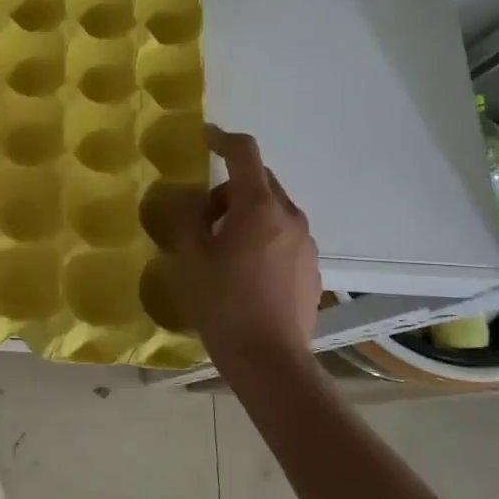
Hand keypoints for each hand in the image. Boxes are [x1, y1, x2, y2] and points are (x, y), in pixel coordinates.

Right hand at [161, 125, 319, 356]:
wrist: (270, 360)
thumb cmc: (222, 304)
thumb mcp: (188, 258)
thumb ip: (186, 218)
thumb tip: (189, 198)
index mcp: (259, 208)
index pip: (244, 154)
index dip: (223, 139)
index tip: (205, 137)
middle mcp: (290, 217)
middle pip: (259, 182)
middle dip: (228, 189)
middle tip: (201, 217)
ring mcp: (306, 244)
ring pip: (272, 211)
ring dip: (245, 215)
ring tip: (220, 249)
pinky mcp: (312, 268)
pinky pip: (283, 236)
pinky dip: (262, 238)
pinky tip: (244, 272)